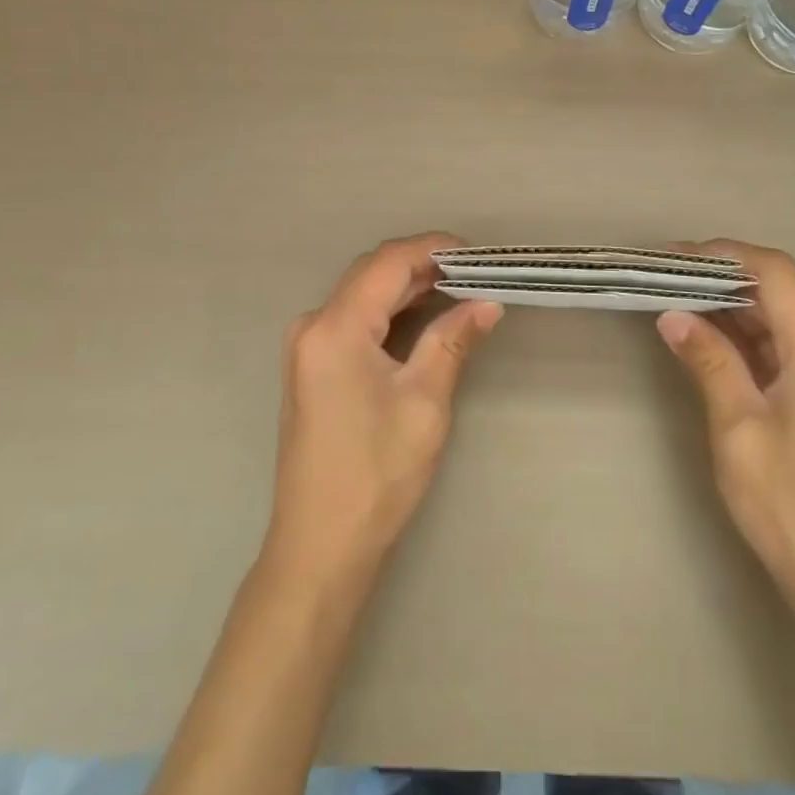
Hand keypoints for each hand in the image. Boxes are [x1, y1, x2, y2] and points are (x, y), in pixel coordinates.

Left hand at [265, 233, 503, 588]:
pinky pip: (352, 317)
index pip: (388, 262)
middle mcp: (312, 325)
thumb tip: (487, 303)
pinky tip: (421, 316)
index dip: (433, 248)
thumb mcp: (424, 403)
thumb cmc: (375, 474)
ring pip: (361, 293)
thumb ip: (453, 341)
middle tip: (473, 272)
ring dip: (406, 285)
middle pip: (371, 272)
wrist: (319, 546)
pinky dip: (388, 309)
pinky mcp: (310, 366)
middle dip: (422, 263)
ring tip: (457, 288)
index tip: (477, 254)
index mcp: (335, 328)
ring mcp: (306, 346)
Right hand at [657, 240, 794, 621]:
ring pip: (774, 319)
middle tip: (663, 277)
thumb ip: (708, 362)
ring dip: (727, 307)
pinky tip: (702, 339)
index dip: (726, 254)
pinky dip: (739, 338)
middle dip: (721, 277)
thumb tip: (673, 315)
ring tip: (672, 300)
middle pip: (777, 291)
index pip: (776, 273)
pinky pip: (776, 349)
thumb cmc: (791, 503)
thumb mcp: (738, 427)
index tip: (675, 257)